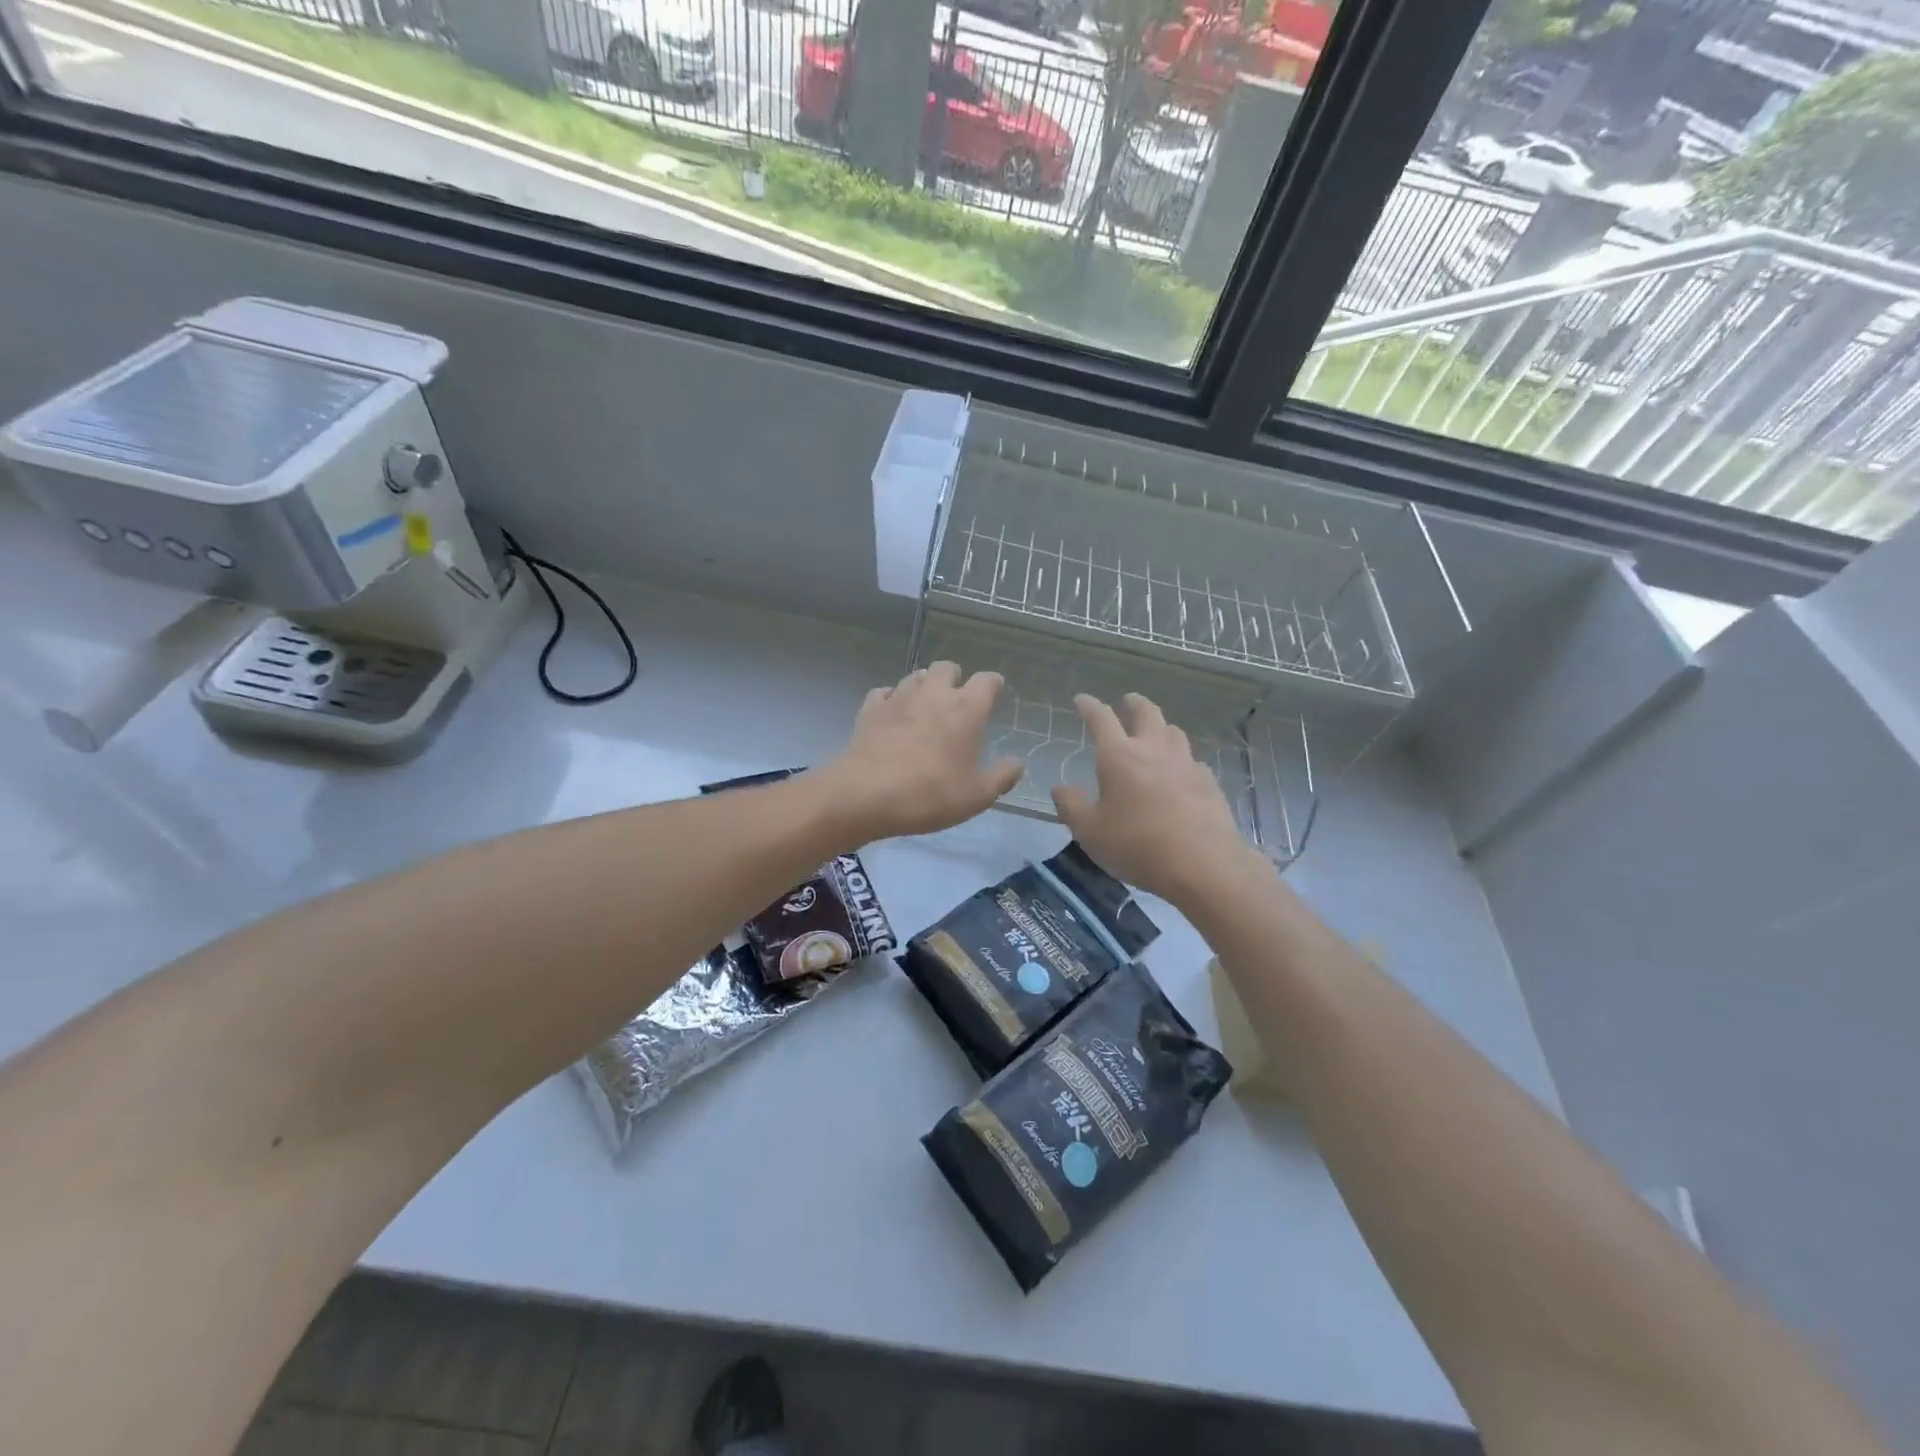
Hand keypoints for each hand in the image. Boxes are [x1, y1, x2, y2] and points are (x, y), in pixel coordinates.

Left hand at [821, 662, 1023, 841]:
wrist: (866, 795)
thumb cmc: (930, 794)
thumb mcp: (977, 795)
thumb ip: (1002, 776)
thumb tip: (1017, 763)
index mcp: (967, 709)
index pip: (987, 680)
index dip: (993, 684)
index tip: (995, 693)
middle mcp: (934, 693)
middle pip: (947, 667)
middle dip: (955, 678)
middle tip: (957, 700)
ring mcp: (899, 697)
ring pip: (915, 676)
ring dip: (924, 685)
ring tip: (926, 706)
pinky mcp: (870, 709)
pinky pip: (884, 693)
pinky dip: (892, 699)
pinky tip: (892, 714)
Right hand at [1051, 693, 1257, 905]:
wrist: (1203, 864)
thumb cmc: (1137, 845)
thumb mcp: (1090, 832)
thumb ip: (1071, 807)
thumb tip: (1060, 788)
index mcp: (1119, 756)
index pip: (1101, 718)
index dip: (1089, 706)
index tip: (1081, 700)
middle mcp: (1154, 750)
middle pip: (1146, 712)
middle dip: (1133, 703)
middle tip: (1126, 702)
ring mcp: (1186, 763)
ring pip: (1173, 731)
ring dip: (1160, 726)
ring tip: (1153, 733)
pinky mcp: (1208, 782)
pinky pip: (1191, 759)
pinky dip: (1180, 758)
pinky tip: (1179, 772)